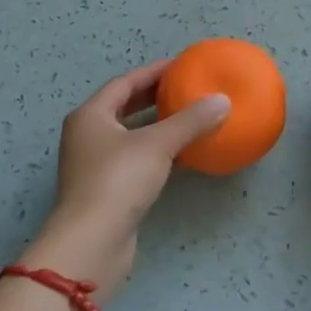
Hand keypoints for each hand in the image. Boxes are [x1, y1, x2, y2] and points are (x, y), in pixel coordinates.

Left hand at [22, 61, 230, 299]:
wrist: (91, 244)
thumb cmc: (118, 181)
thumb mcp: (158, 144)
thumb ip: (191, 120)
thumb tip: (222, 100)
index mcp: (91, 115)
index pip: (125, 83)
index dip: (153, 72)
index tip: (181, 66)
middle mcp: (87, 136)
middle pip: (124, 107)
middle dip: (154, 97)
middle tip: (186, 89)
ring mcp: (94, 165)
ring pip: (130, 135)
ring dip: (157, 125)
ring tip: (189, 117)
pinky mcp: (106, 191)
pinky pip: (135, 159)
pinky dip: (156, 151)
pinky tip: (182, 154)